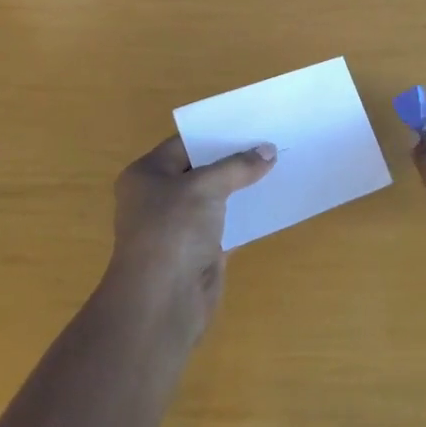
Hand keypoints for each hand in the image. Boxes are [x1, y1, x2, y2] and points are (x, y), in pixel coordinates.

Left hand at [108, 136, 275, 328]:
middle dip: (234, 159)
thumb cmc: (173, 231)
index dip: (217, 134)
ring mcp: (179, 226)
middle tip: (270, 142)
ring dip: (242, 187)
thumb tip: (269, 151)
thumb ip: (238, 166)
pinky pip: (226, 223)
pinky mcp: (199, 250)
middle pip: (201, 170)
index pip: (184, 143)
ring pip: (216, 198)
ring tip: (278, 166)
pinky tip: (271, 202)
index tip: (251, 125)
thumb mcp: (205, 187)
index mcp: (147, 174)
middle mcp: (159, 197)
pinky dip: (246, 214)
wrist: (162, 301)